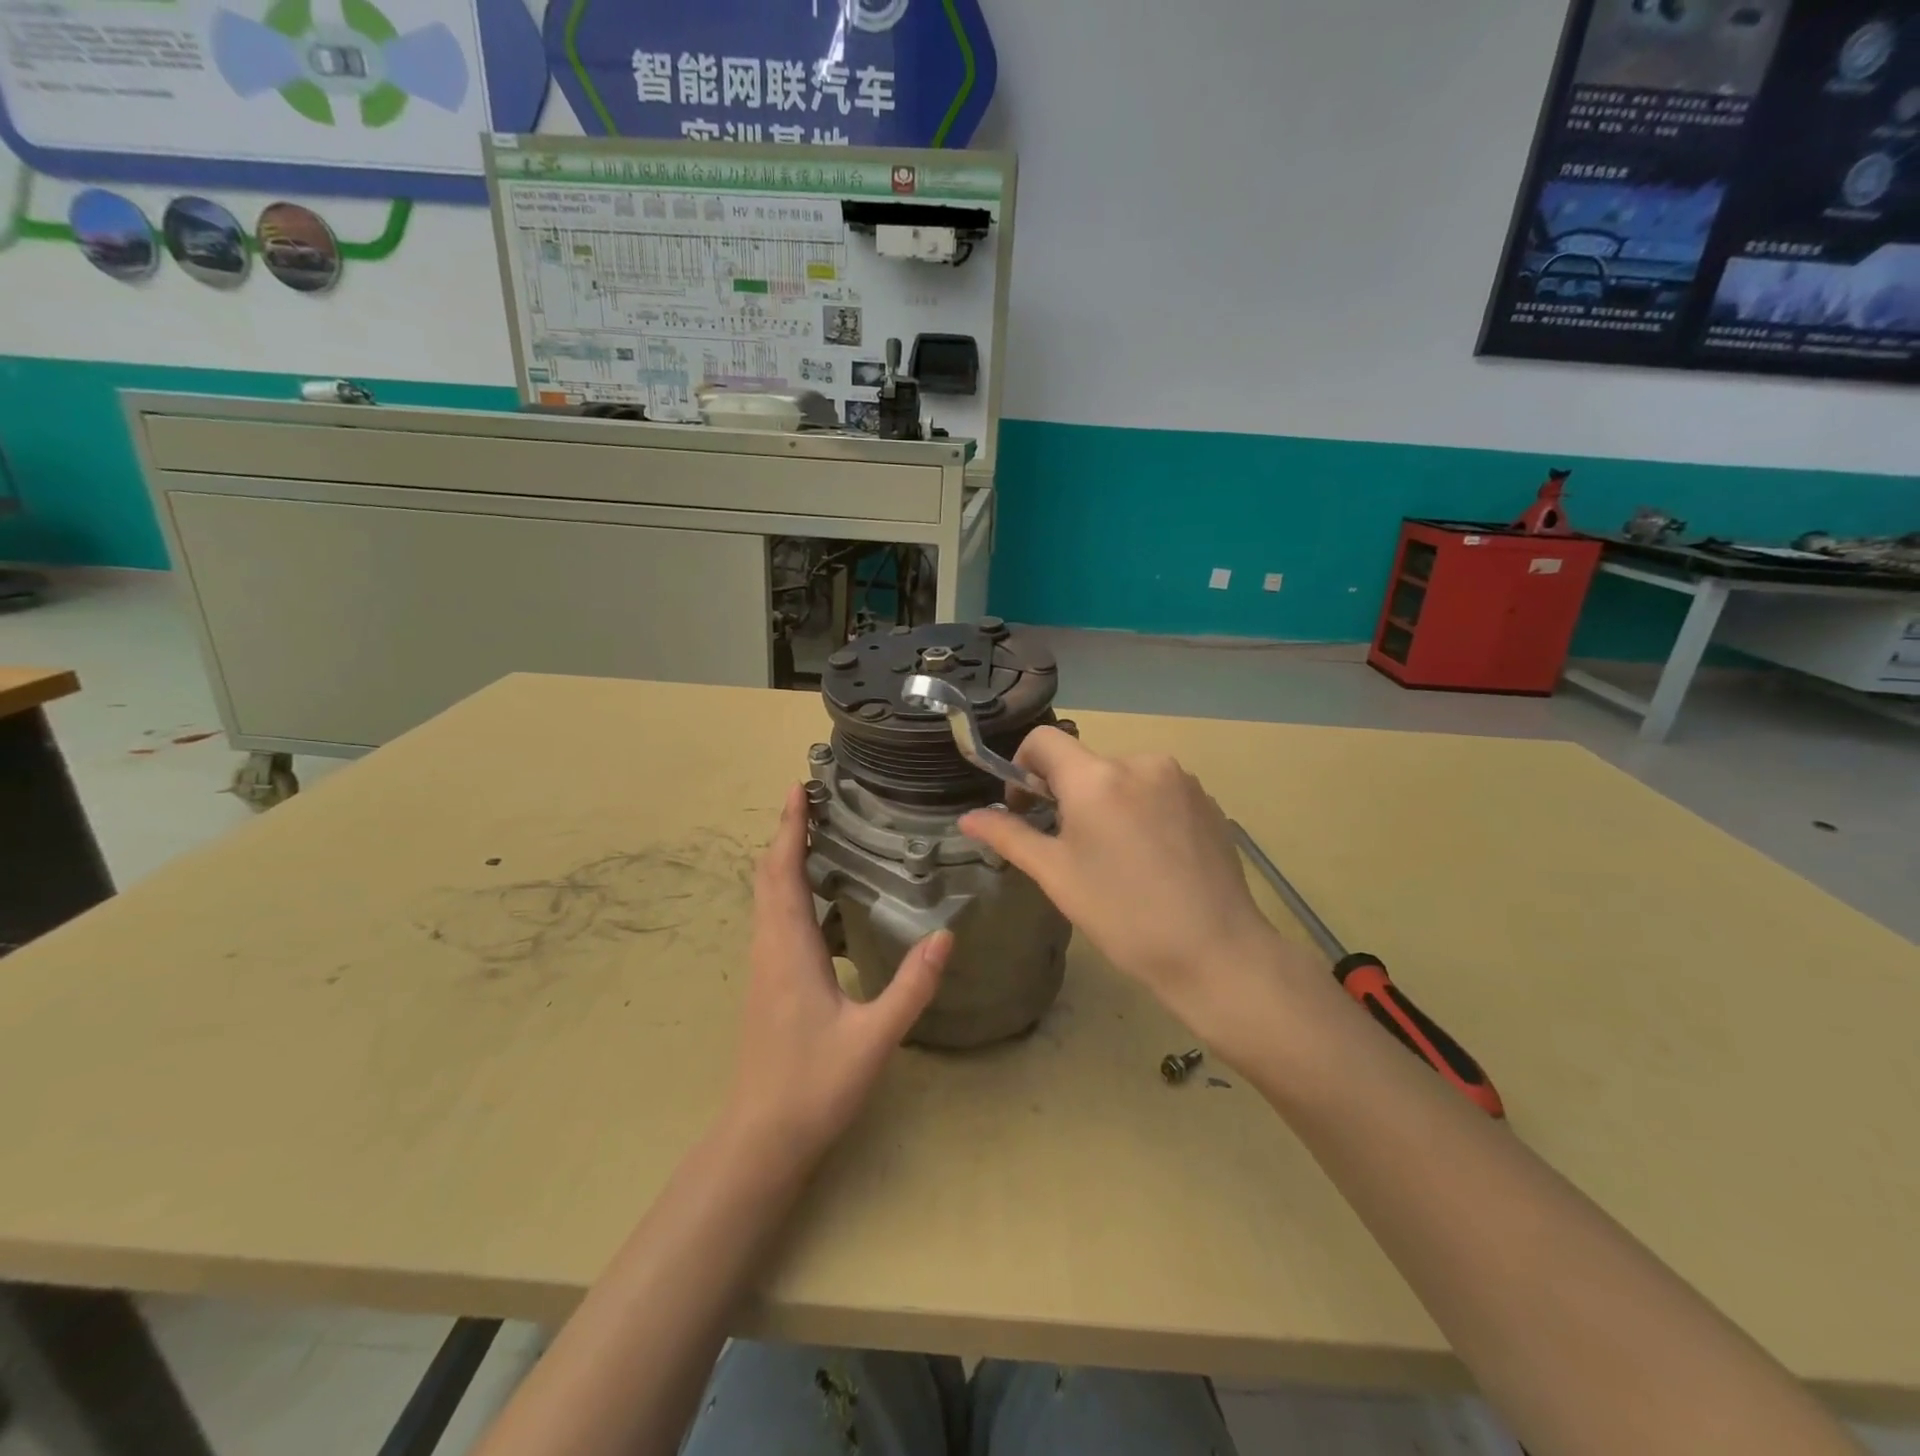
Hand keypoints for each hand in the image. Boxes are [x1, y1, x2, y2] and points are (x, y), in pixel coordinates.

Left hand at [724, 784, 952, 1167]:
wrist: (760, 1139)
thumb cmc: (812, 1086)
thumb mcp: (873, 1038)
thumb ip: (911, 987)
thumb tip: (946, 934)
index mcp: (789, 950)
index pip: (782, 873)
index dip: (788, 828)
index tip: (797, 788)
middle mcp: (769, 949)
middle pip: (768, 877)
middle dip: (785, 833)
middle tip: (810, 799)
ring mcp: (763, 967)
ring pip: (766, 898)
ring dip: (783, 860)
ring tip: (814, 835)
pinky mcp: (767, 984)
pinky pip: (773, 919)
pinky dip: (787, 890)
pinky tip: (817, 900)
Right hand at [960, 729, 1315, 1043]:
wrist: (1216, 951)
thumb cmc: (1124, 916)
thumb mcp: (1057, 876)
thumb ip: (1010, 836)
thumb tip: (967, 818)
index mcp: (1096, 777)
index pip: (1043, 740)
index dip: (1022, 768)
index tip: (1026, 808)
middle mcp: (1140, 761)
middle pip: (1085, 763)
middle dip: (1068, 794)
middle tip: (1072, 848)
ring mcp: (1179, 778)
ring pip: (1123, 777)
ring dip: (1107, 802)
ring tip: (1118, 857)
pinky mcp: (1206, 798)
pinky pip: (1157, 790)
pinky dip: (1142, 810)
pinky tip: (1153, 858)